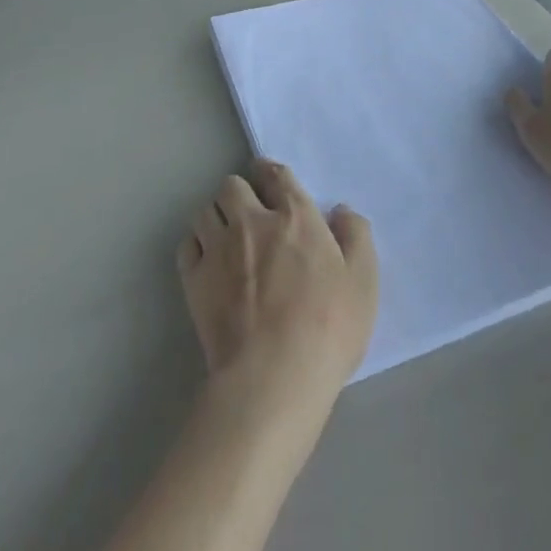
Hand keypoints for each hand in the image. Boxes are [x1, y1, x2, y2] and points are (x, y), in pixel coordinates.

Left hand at [177, 160, 378, 403]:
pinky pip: (187, 245)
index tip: (270, 182)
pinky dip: (196, 246)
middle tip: (250, 213)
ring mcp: (219, 248)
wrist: (273, 377)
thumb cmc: (327, 328)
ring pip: (205, 210)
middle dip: (240, 193)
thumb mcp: (363, 281)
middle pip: (232, 185)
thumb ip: (356, 235)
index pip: (276, 174)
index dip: (271, 173)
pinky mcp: (194, 280)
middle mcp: (252, 220)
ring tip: (226, 236)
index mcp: (295, 215)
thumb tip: (340, 210)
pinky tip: (208, 262)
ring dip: (217, 217)